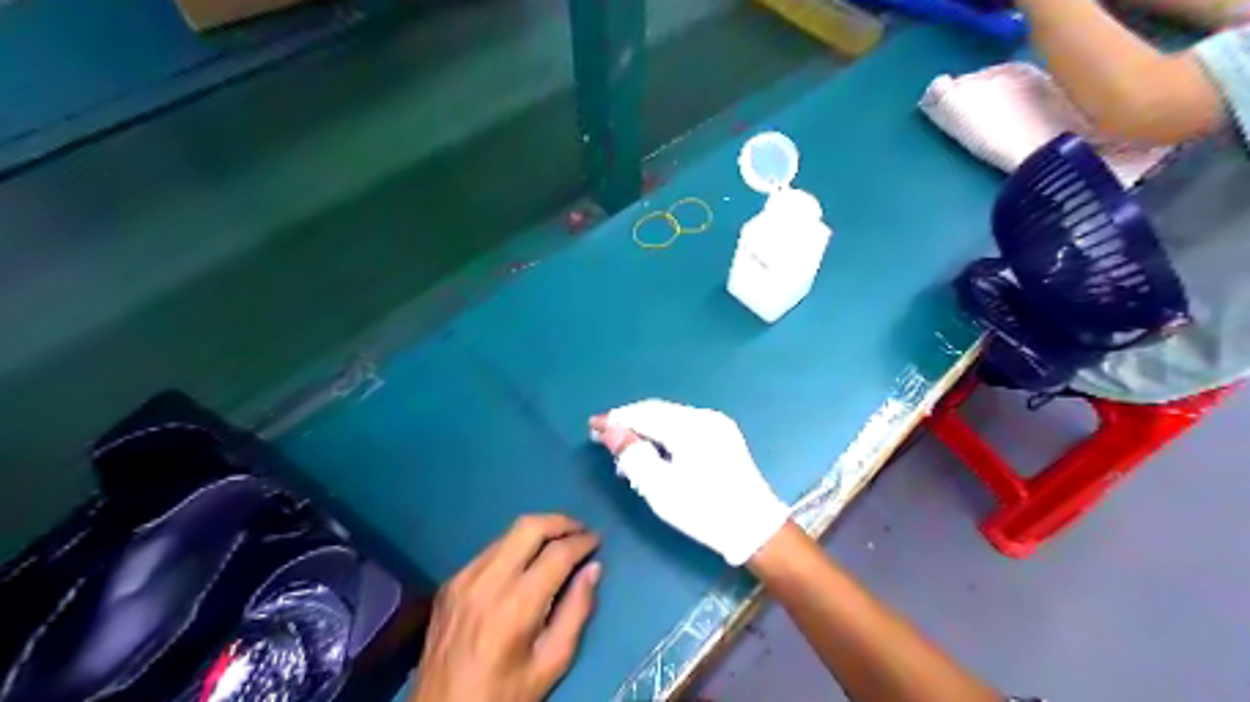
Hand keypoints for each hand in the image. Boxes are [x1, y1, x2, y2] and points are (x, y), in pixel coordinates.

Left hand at [410, 514, 599, 701]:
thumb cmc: (504, 694)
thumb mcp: (551, 663)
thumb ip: (577, 612)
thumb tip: (593, 568)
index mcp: (516, 606)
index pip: (557, 554)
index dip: (582, 542)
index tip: (597, 540)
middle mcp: (487, 582)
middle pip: (529, 526)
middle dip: (560, 521)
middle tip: (580, 530)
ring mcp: (463, 579)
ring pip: (507, 534)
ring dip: (537, 531)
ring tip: (558, 542)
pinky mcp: (450, 583)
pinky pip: (489, 551)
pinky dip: (514, 548)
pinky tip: (525, 563)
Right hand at [591, 399, 782, 566]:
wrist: (755, 528)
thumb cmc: (704, 510)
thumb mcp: (660, 488)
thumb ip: (633, 455)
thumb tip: (610, 431)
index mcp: (690, 426)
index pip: (644, 414)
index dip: (616, 419)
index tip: (592, 426)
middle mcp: (704, 416)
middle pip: (658, 411)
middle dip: (630, 422)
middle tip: (604, 437)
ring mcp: (717, 424)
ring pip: (671, 417)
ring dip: (646, 429)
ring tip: (626, 452)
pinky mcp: (723, 435)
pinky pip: (684, 425)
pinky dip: (664, 433)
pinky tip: (654, 451)